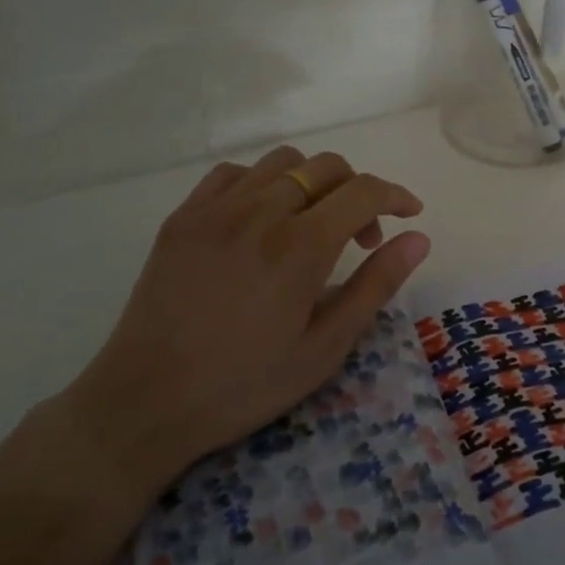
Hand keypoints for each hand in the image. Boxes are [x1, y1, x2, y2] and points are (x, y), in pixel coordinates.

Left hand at [58, 145, 429, 498]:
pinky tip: (260, 218)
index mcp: (300, 247)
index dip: (395, 195)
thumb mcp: (324, 347)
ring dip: (312, 181)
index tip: (410, 212)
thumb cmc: (244, 384)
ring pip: (282, 162)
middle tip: (360, 237)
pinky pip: (233, 173)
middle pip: (327, 167)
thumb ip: (376, 285)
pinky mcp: (184, 216)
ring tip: (311, 223)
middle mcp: (261, 212)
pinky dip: (261, 183)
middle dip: (358, 191)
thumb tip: (418, 238)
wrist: (145, 402)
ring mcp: (216, 209)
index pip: (364, 191)